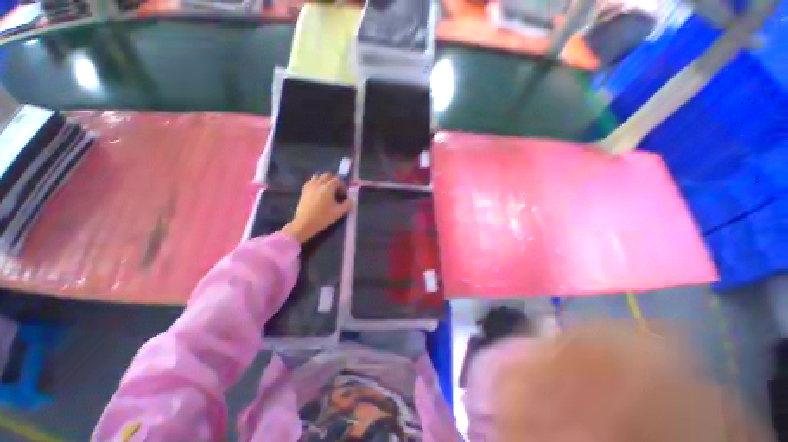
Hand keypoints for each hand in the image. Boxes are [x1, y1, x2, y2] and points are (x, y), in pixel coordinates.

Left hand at [280, 173, 351, 243]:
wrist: (304, 224)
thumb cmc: (323, 218)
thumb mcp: (339, 213)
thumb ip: (347, 204)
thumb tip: (350, 199)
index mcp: (327, 188)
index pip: (337, 180)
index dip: (342, 186)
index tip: (344, 194)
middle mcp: (318, 184)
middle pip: (327, 175)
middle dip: (334, 180)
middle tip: (337, 190)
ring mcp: (310, 186)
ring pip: (318, 176)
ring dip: (325, 180)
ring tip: (328, 189)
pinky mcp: (304, 190)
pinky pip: (311, 181)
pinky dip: (316, 182)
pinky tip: (319, 191)